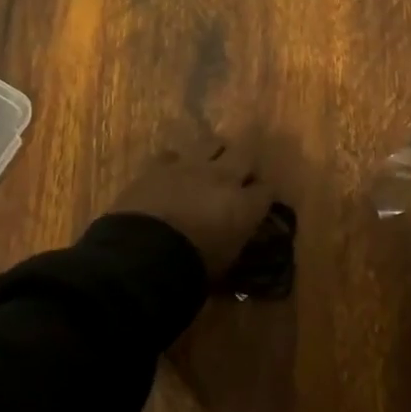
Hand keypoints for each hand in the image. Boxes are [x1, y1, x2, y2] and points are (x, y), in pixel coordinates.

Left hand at [107, 132, 274, 279]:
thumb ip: (235, 239)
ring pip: (213, 142)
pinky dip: (176, 163)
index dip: (263, 195)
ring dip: (215, 153)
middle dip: (245, 165)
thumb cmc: (190, 269)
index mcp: (244, 206)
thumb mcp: (225, 262)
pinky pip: (173, 154)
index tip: (258, 203)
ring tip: (209, 166)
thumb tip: (236, 232)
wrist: (143, 255)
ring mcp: (190, 166)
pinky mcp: (160, 165)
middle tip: (239, 178)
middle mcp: (223, 177)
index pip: (267, 189)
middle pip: (246, 155)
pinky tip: (173, 174)